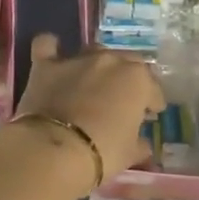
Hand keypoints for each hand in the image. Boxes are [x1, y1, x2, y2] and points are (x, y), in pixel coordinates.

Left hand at [9, 34, 163, 185]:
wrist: (54, 150)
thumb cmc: (102, 153)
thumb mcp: (129, 154)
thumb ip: (138, 144)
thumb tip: (141, 145)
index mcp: (137, 79)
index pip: (152, 87)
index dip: (152, 101)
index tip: (150, 113)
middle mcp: (109, 60)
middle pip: (126, 61)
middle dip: (128, 78)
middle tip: (124, 98)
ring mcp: (77, 59)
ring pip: (94, 51)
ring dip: (98, 64)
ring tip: (94, 82)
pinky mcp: (46, 65)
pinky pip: (47, 45)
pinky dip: (51, 48)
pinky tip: (53, 55)